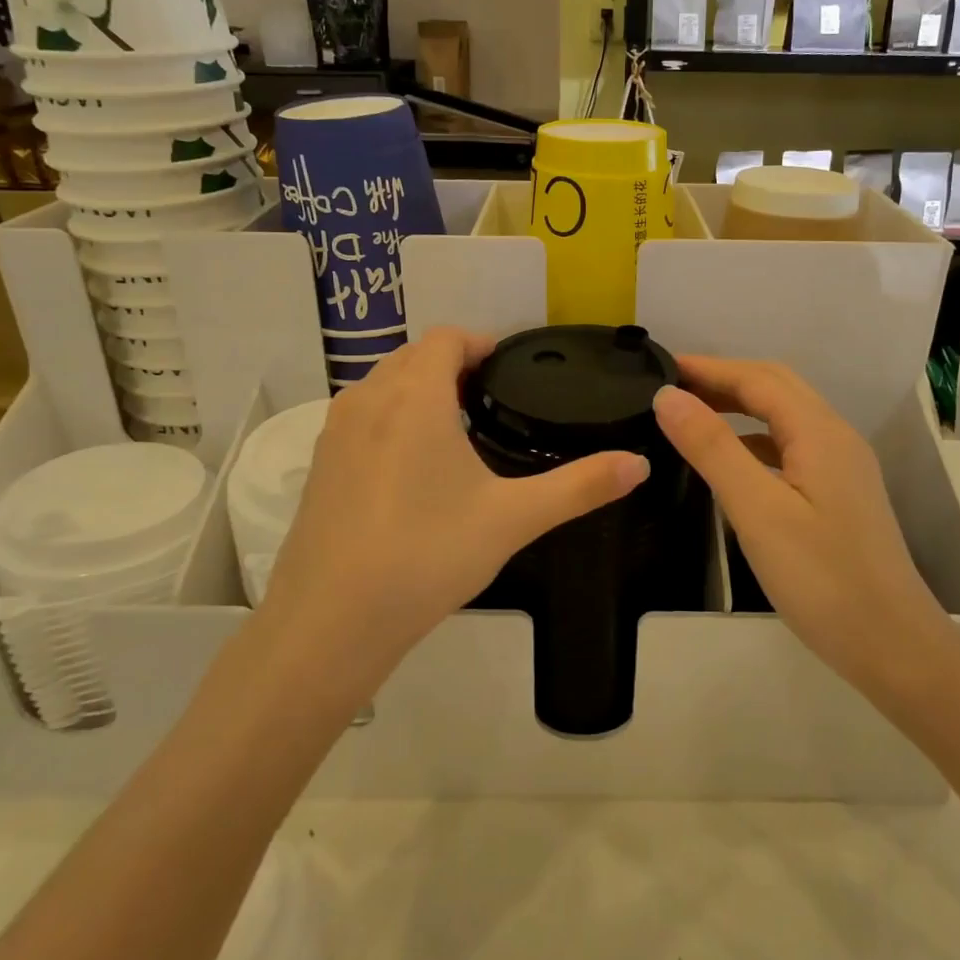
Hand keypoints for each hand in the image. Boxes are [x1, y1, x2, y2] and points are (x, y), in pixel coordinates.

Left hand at [259, 328, 649, 702]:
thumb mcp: (513, 519)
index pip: (446, 338)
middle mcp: (368, 399)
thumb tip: (640, 464)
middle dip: (452, 364)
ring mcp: (335, 433)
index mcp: (416, 397)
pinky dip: (390, 418)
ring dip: (418, 389)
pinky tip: (412, 468)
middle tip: (492, 398)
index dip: (480, 342)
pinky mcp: (319, 466)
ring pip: (382, 385)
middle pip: (413, 356)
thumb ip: (580, 487)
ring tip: (457, 427)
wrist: (332, 621)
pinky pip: (360, 417)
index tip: (510, 368)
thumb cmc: (428, 555)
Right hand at [652, 358, 947, 691]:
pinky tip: (731, 461)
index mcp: (819, 433)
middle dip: (725, 379)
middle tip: (673, 386)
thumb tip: (668, 396)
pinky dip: (755, 438)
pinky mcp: (839, 494)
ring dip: (741, 405)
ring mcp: (842, 467)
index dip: (709, 368)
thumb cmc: (822, 578)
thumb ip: (713, 448)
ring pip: (786, 416)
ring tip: (692, 414)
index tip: (661, 366)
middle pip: (777, 388)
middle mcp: (836, 438)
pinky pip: (791, 446)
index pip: (758, 379)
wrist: (893, 646)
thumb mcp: (757, 511)